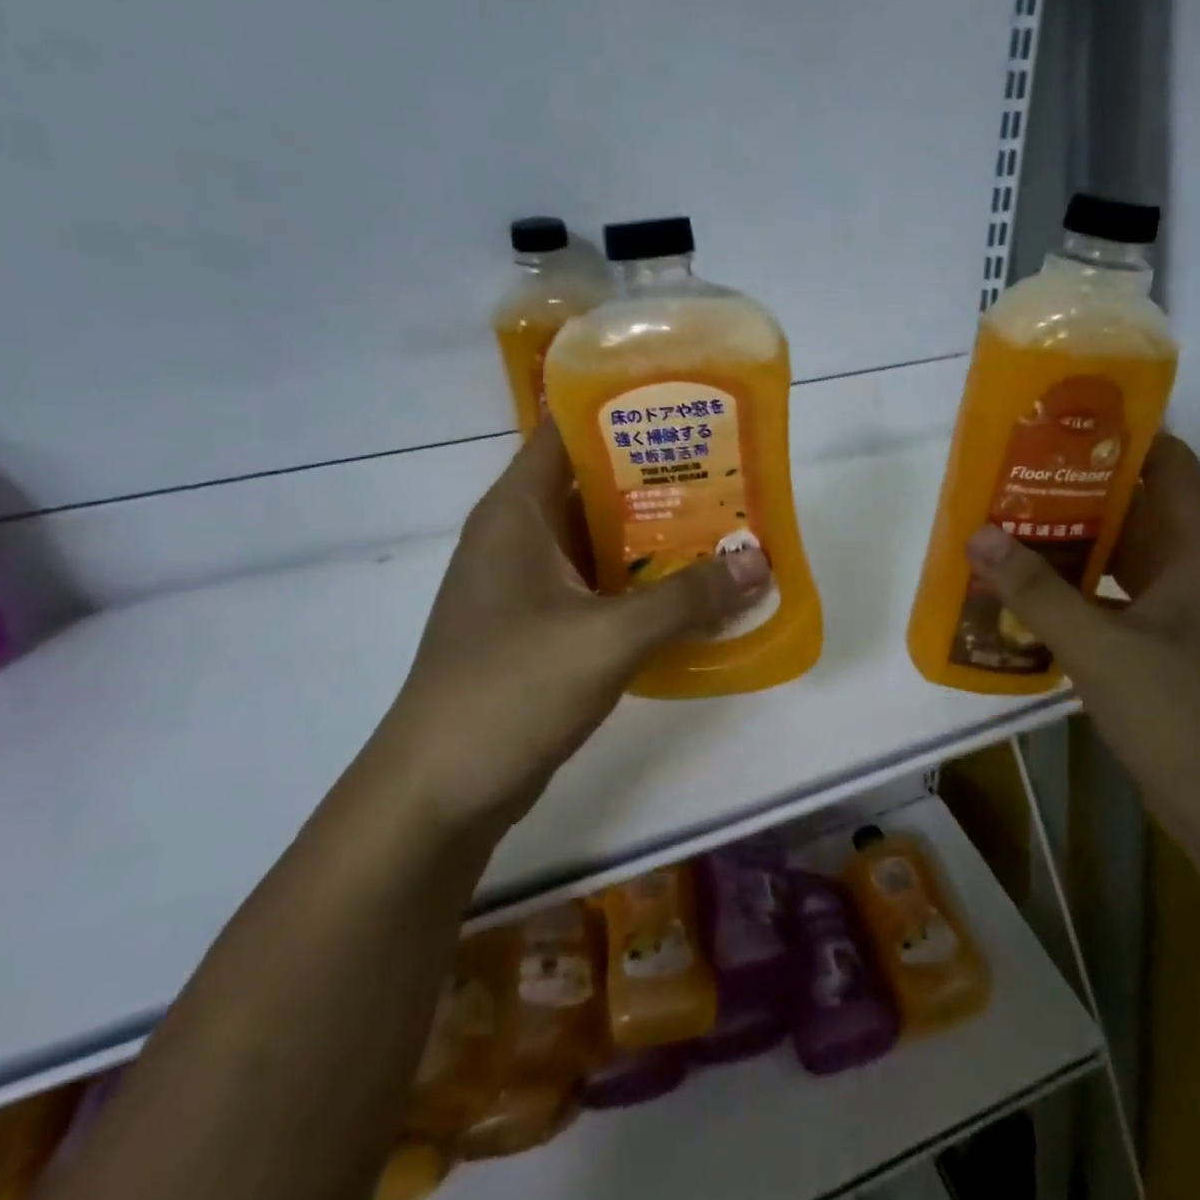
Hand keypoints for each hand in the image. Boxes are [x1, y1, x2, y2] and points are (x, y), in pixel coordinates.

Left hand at [369, 423, 771, 835]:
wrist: (438, 793)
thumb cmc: (510, 691)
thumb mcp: (607, 638)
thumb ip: (687, 598)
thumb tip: (760, 562)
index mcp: (517, 511)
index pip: (568, 430)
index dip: (624, 409)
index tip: (688, 406)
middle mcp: (520, 536)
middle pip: (596, 485)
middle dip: (661, 478)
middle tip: (729, 471)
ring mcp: (529, 585)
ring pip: (603, 540)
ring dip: (658, 538)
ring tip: (727, 525)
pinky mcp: (541, 628)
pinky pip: (601, 588)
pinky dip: (644, 586)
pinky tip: (696, 595)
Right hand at [965, 434, 1199, 880]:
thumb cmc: (1185, 719)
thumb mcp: (1100, 650)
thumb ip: (1035, 591)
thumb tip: (977, 535)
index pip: (1166, 459)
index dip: (1114, 434)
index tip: (1051, 427)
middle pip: (1137, 503)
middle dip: (1073, 489)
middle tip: (1008, 478)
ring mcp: (1190, 608)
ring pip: (1126, 553)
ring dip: (1072, 541)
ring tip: (1008, 527)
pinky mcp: (1175, 645)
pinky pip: (1121, 595)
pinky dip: (1081, 588)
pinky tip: (1031, 593)